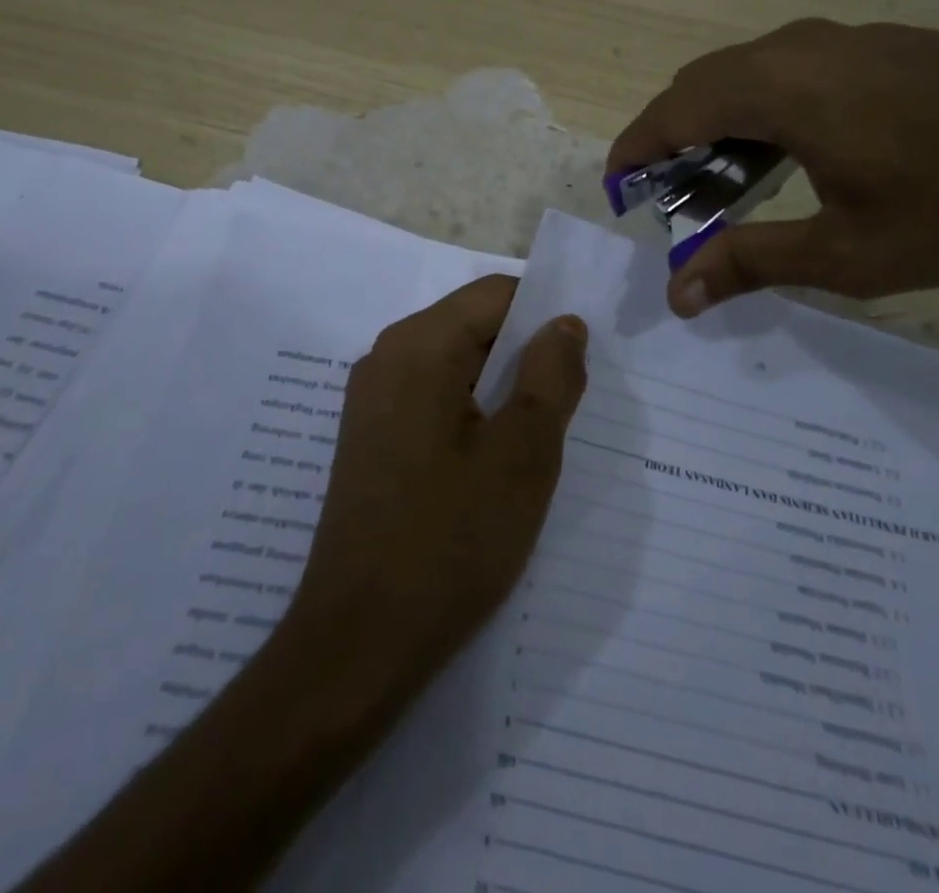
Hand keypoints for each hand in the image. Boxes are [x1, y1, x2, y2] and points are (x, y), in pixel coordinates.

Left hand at [286, 275, 588, 697]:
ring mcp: (372, 398)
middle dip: (525, 357)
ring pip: (456, 365)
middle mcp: (387, 356)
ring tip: (534, 443)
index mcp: (419, 345)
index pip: (497, 295)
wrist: (358, 643)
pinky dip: (472, 413)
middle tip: (565, 413)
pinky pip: (433, 398)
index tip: (579, 367)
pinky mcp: (371, 437)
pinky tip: (492, 466)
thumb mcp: (524, 454)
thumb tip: (564, 323)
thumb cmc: (450, 541)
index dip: (545, 318)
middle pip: (474, 326)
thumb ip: (552, 376)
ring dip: (502, 390)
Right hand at [608, 19, 938, 313]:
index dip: (635, 149)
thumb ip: (752, 262)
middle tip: (673, 200)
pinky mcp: (878, 45)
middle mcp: (797, 48)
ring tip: (726, 185)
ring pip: (747, 74)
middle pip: (702, 85)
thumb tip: (677, 293)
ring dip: (720, 125)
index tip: (616, 188)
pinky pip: (790, 70)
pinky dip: (763, 110)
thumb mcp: (848, 252)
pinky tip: (793, 156)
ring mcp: (842, 40)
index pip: (673, 110)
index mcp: (778, 88)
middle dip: (672, 140)